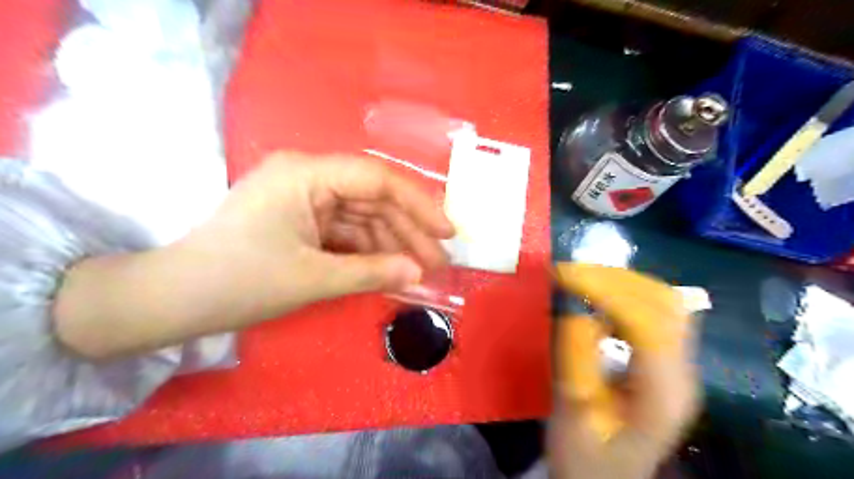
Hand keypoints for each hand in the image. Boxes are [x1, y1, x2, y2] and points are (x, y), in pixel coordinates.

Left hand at [192, 153, 459, 315]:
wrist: (174, 300)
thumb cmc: (239, 282)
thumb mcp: (312, 278)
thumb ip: (371, 273)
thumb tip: (418, 274)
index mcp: (306, 174)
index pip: (377, 180)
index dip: (418, 205)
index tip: (446, 233)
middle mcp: (308, 177)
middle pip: (373, 200)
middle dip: (408, 232)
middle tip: (439, 263)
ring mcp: (305, 200)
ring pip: (363, 218)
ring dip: (391, 245)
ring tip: (420, 272)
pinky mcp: (303, 221)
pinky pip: (346, 232)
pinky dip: (368, 252)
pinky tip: (390, 270)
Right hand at [550, 263, 695, 477]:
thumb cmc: (587, 456)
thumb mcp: (573, 413)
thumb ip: (576, 360)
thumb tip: (575, 309)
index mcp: (663, 391)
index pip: (646, 319)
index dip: (604, 289)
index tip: (563, 275)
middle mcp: (682, 371)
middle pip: (663, 301)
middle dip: (612, 278)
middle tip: (568, 274)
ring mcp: (679, 363)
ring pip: (663, 299)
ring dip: (619, 282)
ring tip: (579, 279)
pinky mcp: (666, 360)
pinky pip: (653, 310)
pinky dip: (624, 294)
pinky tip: (597, 298)